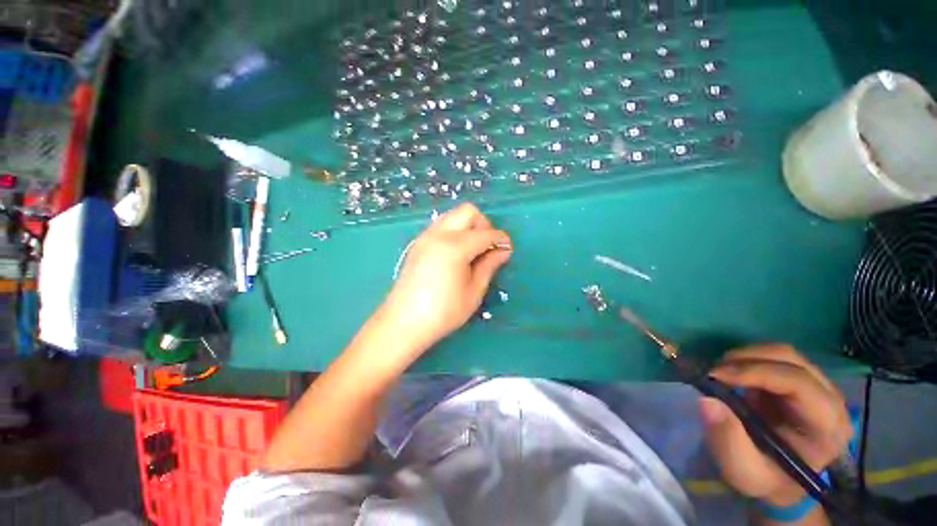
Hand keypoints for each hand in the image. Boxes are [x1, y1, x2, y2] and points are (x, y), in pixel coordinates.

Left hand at [379, 203, 511, 354]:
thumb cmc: (443, 312)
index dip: (501, 239)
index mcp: (455, 246)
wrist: (403, 322)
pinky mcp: (418, 243)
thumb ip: (489, 266)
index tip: (507, 250)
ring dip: (468, 226)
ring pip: (453, 215)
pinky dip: (454, 231)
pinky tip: (456, 253)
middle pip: (468, 211)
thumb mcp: (473, 291)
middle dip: (484, 224)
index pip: (486, 233)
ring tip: (473, 250)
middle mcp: (439, 234)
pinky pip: (441, 225)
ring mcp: (426, 236)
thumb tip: (503, 250)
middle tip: (488, 247)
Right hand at [699, 345, 851, 505]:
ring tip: (721, 373)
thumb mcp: (744, 471)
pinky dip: (748, 360)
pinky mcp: (802, 381)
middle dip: (747, 359)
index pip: (798, 383)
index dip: (755, 372)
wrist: (780, 480)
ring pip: (782, 353)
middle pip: (791, 359)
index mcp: (827, 427)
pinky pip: (775, 358)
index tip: (715, 375)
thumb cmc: (766, 478)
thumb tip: (706, 400)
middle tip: (714, 371)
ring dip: (746, 357)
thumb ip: (728, 440)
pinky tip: (734, 375)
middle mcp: (830, 400)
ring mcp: (818, 387)